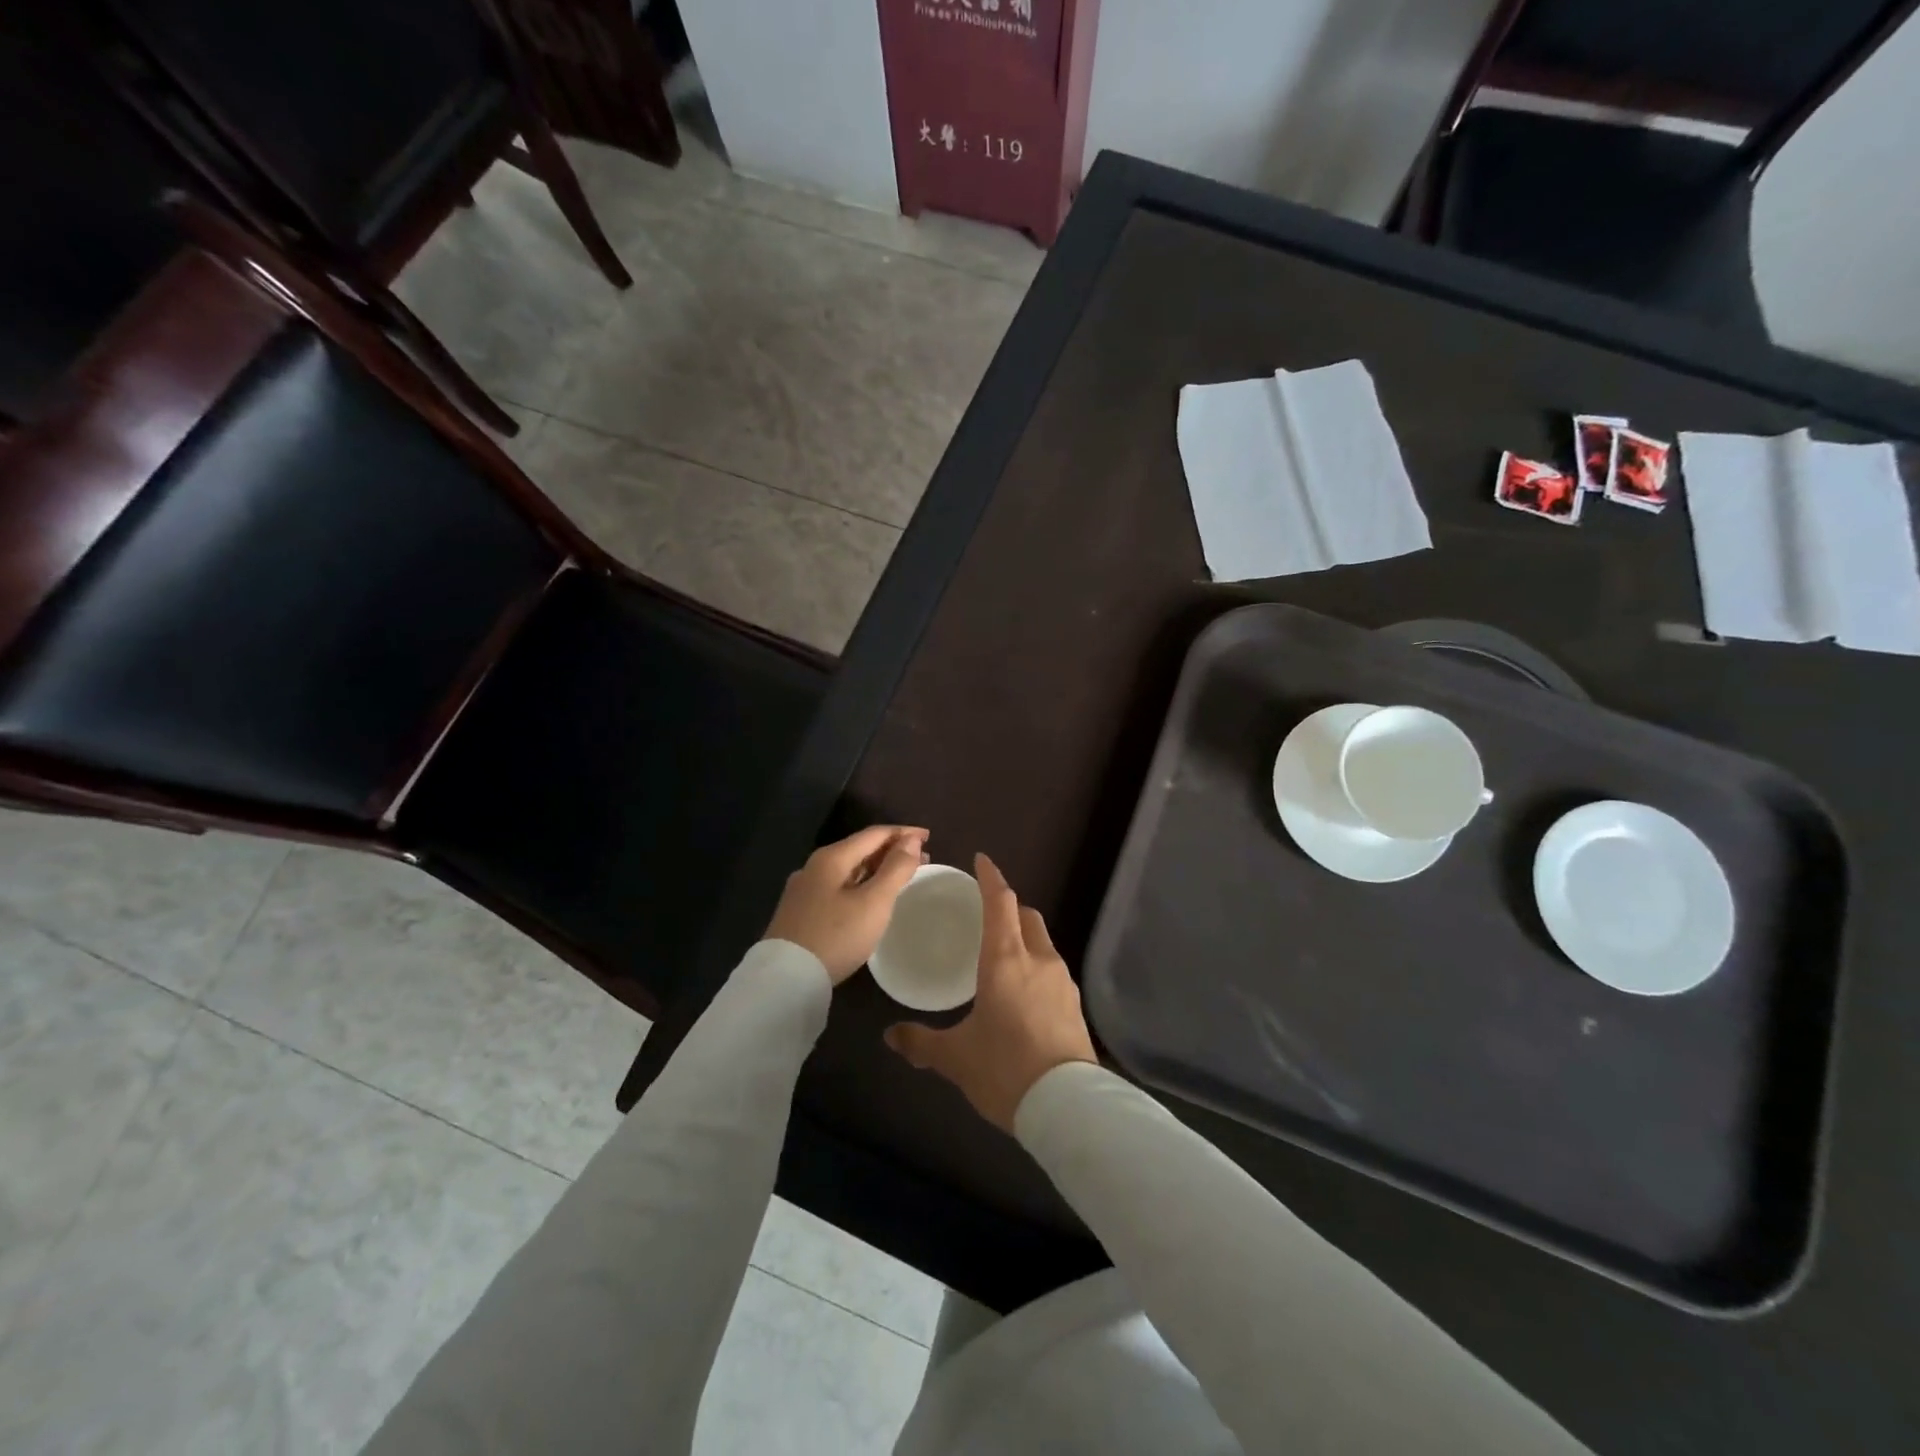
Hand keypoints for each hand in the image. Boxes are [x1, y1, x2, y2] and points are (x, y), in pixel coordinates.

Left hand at [765, 826, 928, 982]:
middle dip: (892, 851)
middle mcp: (814, 866)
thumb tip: (912, 840)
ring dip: (877, 868)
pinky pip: (839, 886)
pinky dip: (862, 884)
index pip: (874, 834)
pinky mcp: (801, 911)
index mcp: (832, 857)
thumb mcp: (874, 902)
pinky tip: (870, 897)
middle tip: (922, 859)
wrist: (786, 979)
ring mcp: (804, 889)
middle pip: (860, 849)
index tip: (928, 837)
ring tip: (901, 877)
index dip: (903, 833)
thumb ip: (896, 869)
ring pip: (849, 869)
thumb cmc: (836, 936)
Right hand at [884, 853, 1096, 1131]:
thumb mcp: (955, 1058)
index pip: (1000, 903)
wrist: (1067, 1106)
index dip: (991, 878)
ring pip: (1043, 942)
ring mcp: (1062, 982)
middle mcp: (1038, 960)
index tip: (982, 861)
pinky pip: (1053, 970)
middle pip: (1027, 916)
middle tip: (988, 913)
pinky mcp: (1075, 1006)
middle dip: (1009, 906)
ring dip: (1025, 937)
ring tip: (1004, 955)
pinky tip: (1025, 992)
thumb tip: (890, 1036)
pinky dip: (1037, 965)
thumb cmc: (1005, 1070)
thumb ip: (921, 1043)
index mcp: (1005, 959)